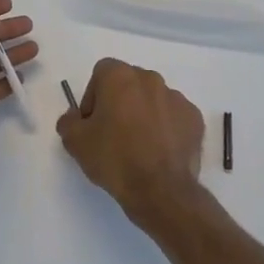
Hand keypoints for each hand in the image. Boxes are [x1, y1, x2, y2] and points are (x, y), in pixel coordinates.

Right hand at [56, 58, 211, 240]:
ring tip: (138, 145)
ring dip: (143, 114)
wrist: (160, 190)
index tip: (92, 122)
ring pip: (153, 99)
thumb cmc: (114, 158)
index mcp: (120, 77)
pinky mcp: (195, 118)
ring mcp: (177, 98)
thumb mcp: (75, 142)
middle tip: (112, 133)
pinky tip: (159, 151)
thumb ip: (68, 121)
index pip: (101, 73)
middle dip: (119, 102)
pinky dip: (166, 127)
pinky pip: (174, 116)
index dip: (93, 96)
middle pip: (129, 83)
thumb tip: (75, 117)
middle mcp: (151, 79)